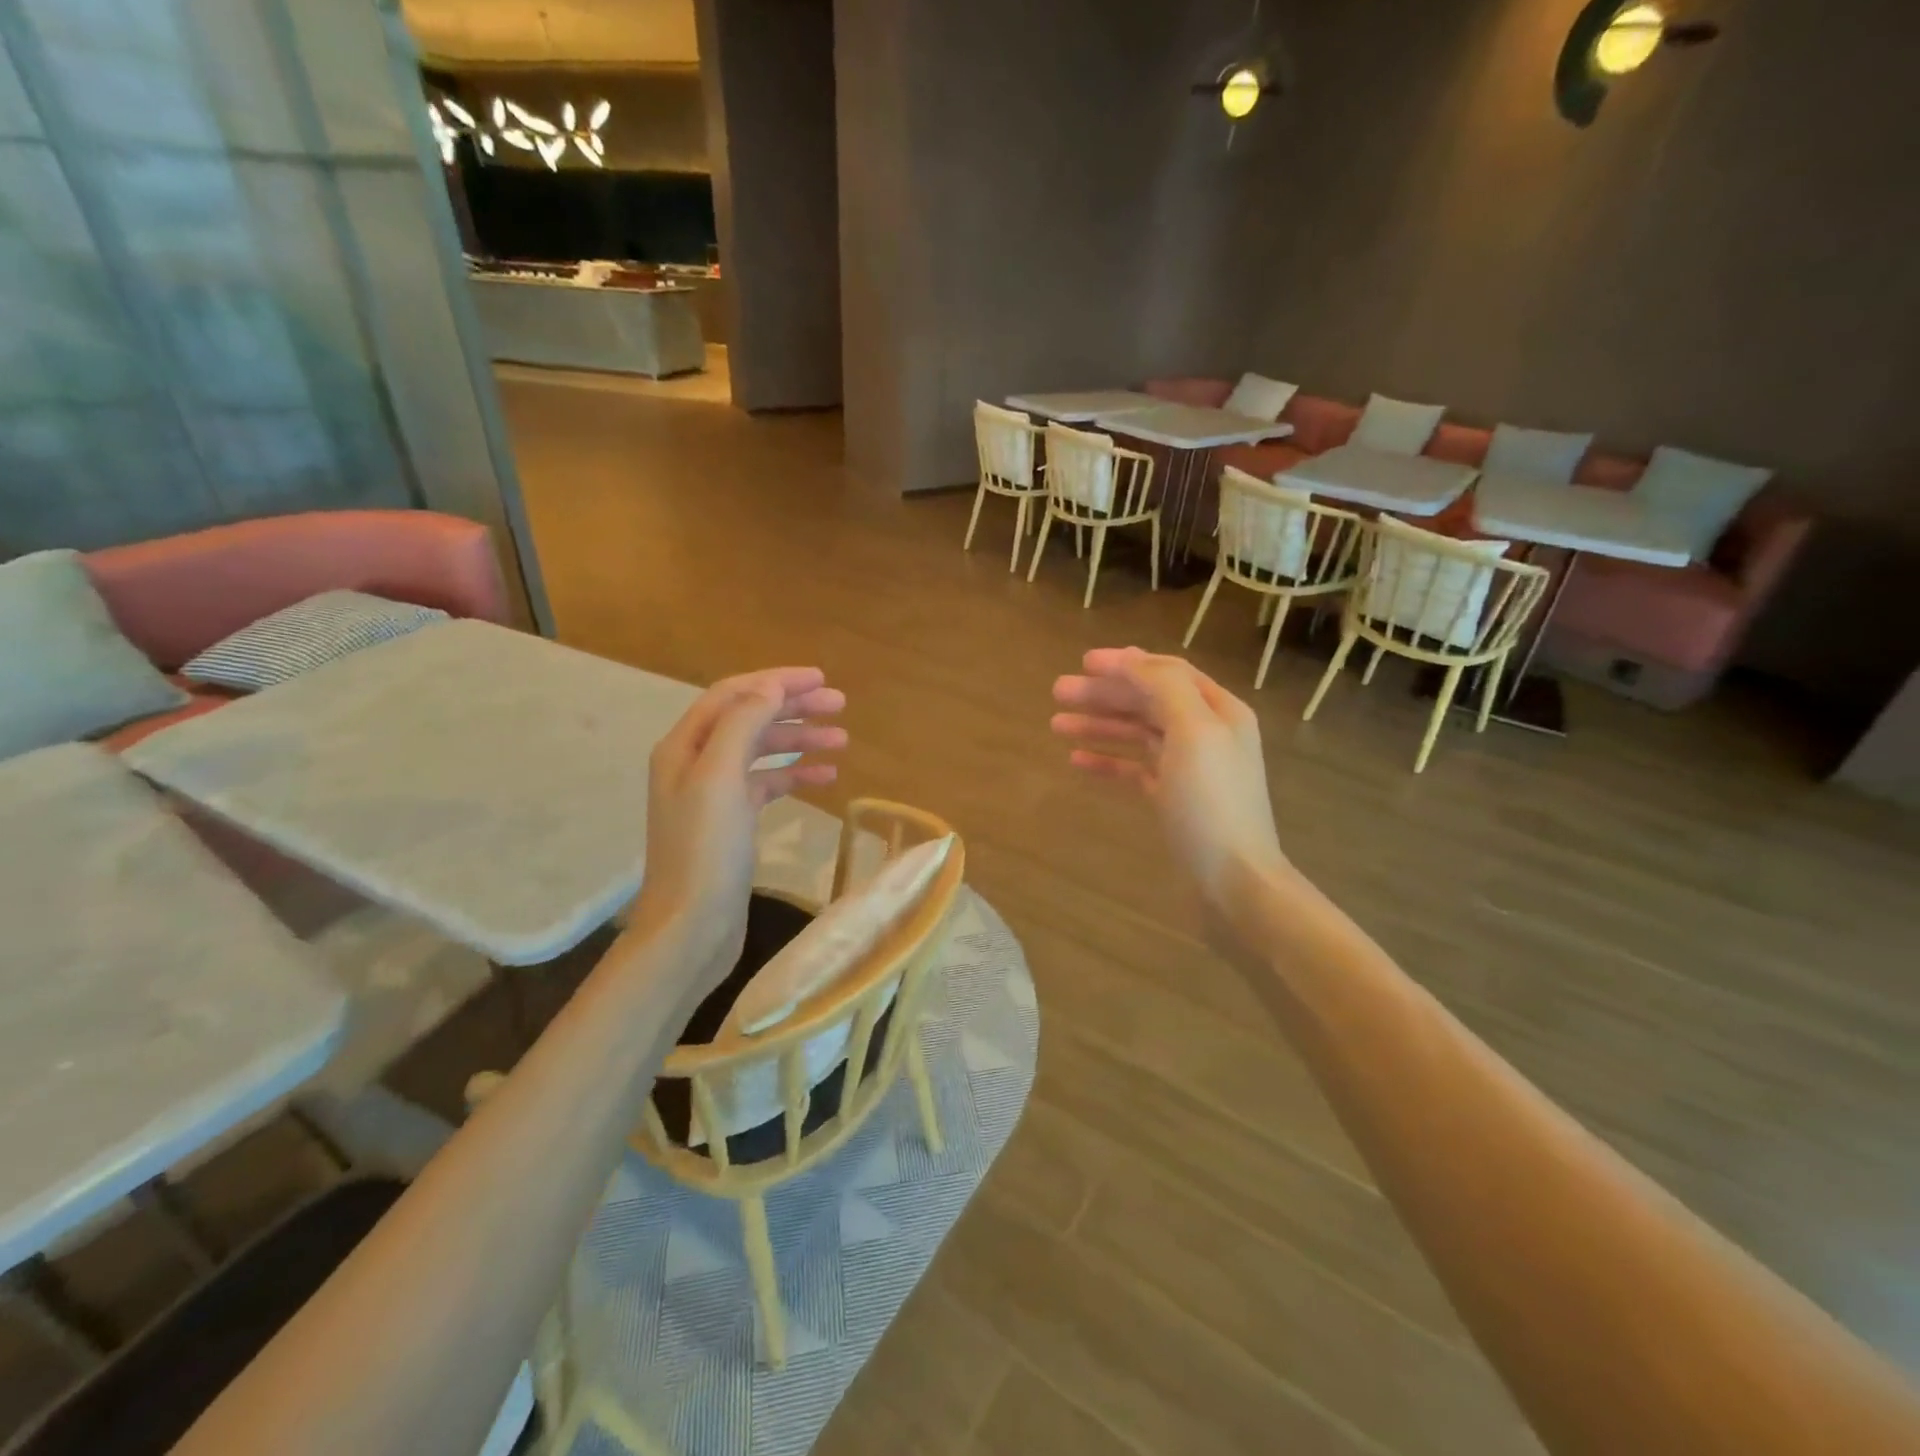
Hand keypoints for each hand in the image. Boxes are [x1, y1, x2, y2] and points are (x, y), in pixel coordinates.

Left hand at [625, 667, 846, 980]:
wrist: (691, 927)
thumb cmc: (704, 850)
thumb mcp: (720, 777)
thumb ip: (743, 725)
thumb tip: (771, 687)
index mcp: (685, 746)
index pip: (734, 695)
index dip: (776, 682)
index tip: (820, 680)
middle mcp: (696, 762)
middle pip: (750, 719)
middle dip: (794, 708)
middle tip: (840, 705)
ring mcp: (715, 794)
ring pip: (762, 751)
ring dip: (800, 740)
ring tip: (843, 741)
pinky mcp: (733, 821)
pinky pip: (768, 784)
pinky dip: (796, 775)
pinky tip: (827, 777)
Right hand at [1051, 647, 1285, 945]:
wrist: (1235, 881)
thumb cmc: (1212, 803)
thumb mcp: (1194, 733)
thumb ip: (1165, 688)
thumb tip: (1130, 659)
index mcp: (1218, 710)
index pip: (1167, 672)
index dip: (1125, 664)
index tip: (1083, 662)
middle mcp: (1205, 733)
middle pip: (1148, 701)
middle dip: (1104, 693)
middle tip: (1057, 692)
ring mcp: (1188, 768)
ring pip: (1137, 734)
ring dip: (1099, 724)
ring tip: (1056, 724)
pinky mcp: (1172, 799)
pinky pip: (1134, 769)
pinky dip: (1107, 761)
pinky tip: (1076, 761)